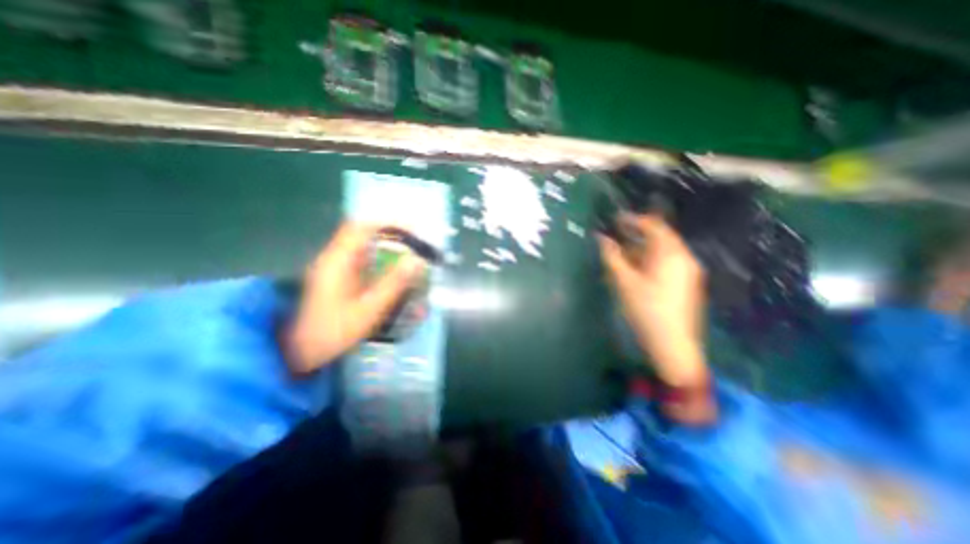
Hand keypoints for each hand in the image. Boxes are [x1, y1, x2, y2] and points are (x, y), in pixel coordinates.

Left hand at [286, 221, 426, 374]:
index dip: (388, 224)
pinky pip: (359, 258)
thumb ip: (394, 283)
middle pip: (363, 233)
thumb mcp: (369, 309)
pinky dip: (378, 258)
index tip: (412, 231)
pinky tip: (391, 271)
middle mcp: (333, 258)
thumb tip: (417, 261)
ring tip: (408, 255)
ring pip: (361, 245)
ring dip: (385, 246)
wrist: (299, 352)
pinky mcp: (336, 276)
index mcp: (337, 261)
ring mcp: (333, 266)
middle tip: (414, 245)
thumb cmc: (333, 331)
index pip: (362, 228)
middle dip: (390, 235)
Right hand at [596, 214, 714, 421]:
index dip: (634, 220)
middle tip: (617, 236)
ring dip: (642, 249)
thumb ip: (612, 257)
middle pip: (660, 238)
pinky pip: (667, 264)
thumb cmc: (646, 310)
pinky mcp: (686, 284)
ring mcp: (688, 272)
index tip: (616, 219)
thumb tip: (602, 238)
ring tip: (622, 254)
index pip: (654, 226)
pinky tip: (636, 270)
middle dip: (637, 235)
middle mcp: (684, 258)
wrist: (673, 345)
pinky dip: (650, 261)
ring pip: (663, 252)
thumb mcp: (624, 282)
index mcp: (671, 255)